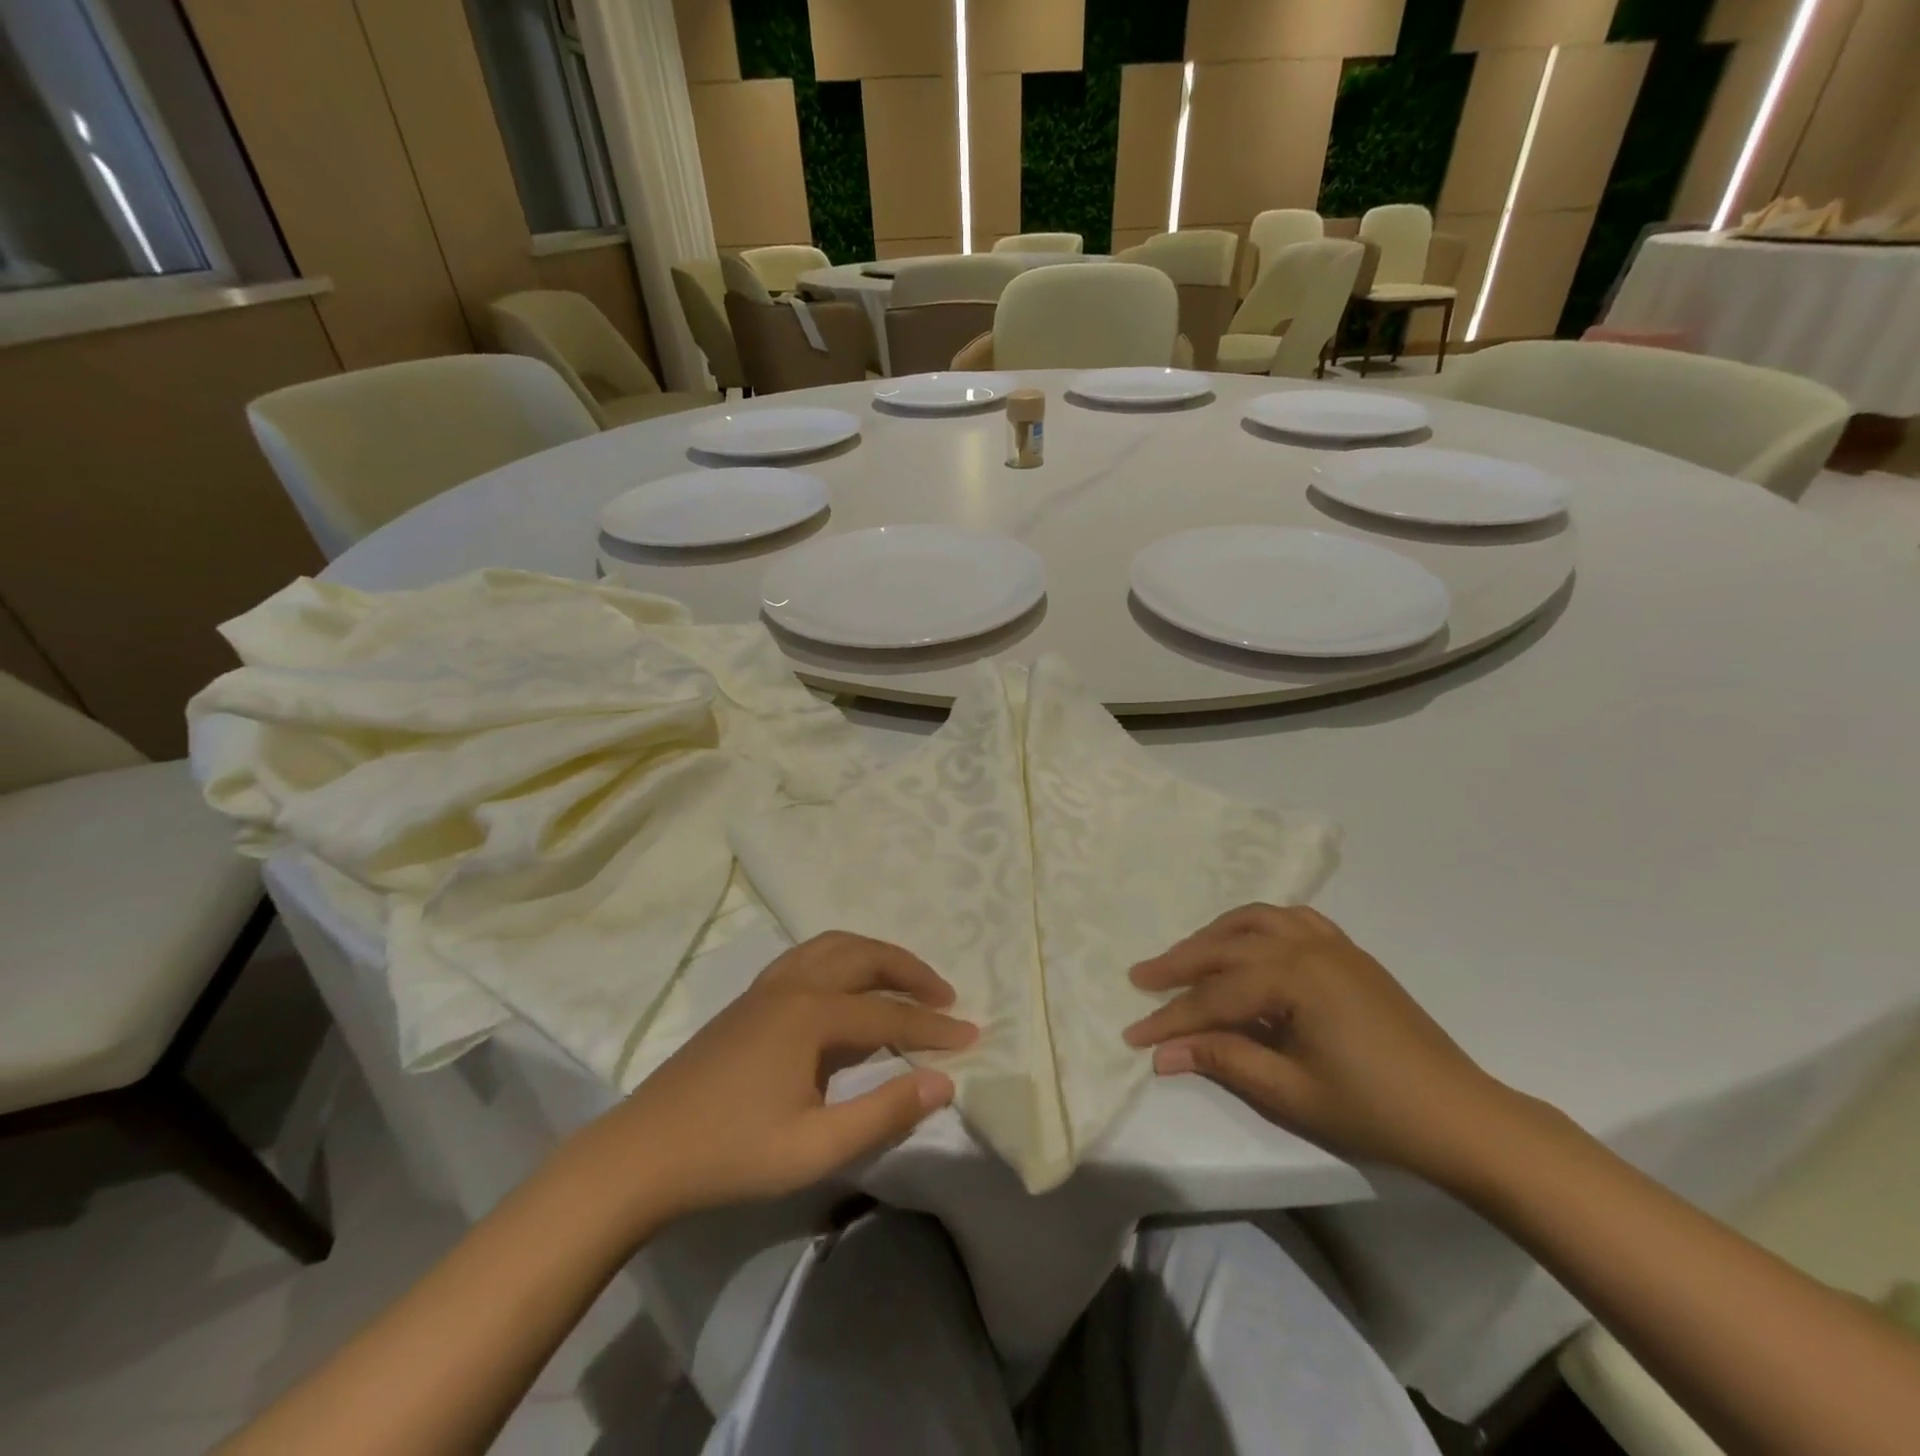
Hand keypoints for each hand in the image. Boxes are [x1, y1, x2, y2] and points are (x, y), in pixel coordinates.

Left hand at [574, 932, 976, 1232]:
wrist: (642, 1153)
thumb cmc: (731, 1154)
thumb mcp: (815, 1147)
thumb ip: (883, 1112)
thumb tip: (944, 1082)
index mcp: (811, 1015)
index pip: (889, 1015)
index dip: (933, 1028)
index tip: (972, 1037)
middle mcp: (793, 985)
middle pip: (865, 958)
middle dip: (911, 971)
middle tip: (945, 996)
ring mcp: (767, 987)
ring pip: (834, 947)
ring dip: (876, 956)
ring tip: (904, 980)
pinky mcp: (749, 998)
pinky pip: (809, 956)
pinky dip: (843, 958)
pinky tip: (845, 986)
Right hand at [1123, 904, 1517, 1184]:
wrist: (1463, 1117)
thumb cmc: (1375, 1110)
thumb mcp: (1291, 1092)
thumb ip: (1224, 1060)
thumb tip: (1163, 1053)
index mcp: (1295, 978)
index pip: (1216, 996)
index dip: (1172, 1018)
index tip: (1133, 1033)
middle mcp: (1308, 946)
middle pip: (1227, 948)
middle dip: (1180, 964)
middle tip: (1141, 978)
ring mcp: (1332, 944)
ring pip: (1256, 922)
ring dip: (1215, 936)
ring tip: (1185, 956)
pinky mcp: (1349, 953)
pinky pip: (1291, 921)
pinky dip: (1257, 926)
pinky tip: (1247, 943)